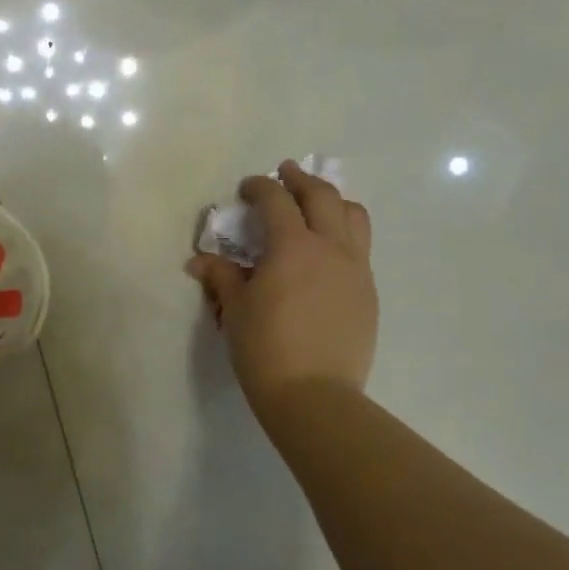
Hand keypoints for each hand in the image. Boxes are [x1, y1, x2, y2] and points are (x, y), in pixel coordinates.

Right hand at [188, 161, 377, 413]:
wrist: (315, 396)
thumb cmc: (266, 349)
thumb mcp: (236, 309)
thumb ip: (221, 276)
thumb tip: (200, 261)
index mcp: (293, 246)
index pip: (277, 200)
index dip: (259, 187)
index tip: (247, 188)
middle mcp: (331, 248)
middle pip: (323, 196)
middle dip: (301, 180)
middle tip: (286, 173)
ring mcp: (356, 270)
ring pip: (354, 217)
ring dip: (333, 201)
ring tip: (317, 204)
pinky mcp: (368, 293)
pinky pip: (360, 249)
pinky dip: (344, 234)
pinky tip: (327, 252)